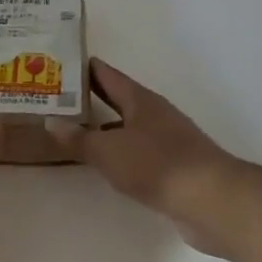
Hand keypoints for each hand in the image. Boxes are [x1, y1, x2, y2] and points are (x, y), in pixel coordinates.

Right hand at [49, 59, 245, 254]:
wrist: (210, 199)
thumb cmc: (156, 164)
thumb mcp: (108, 150)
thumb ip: (78, 138)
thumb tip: (51, 122)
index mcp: (140, 100)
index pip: (107, 75)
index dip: (85, 67)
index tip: (60, 62)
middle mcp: (154, 114)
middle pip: (118, 99)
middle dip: (90, 97)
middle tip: (57, 97)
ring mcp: (167, 140)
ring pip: (127, 127)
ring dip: (104, 127)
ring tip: (73, 130)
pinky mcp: (173, 167)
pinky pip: (137, 151)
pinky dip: (118, 152)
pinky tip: (104, 163)